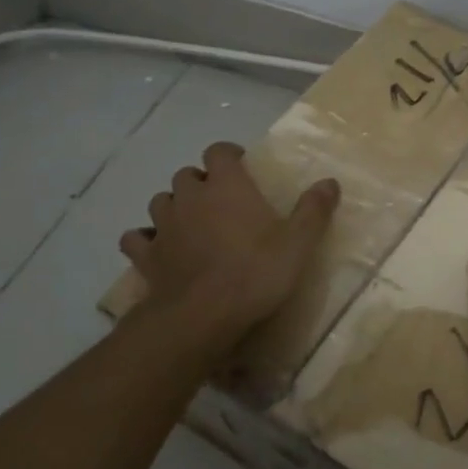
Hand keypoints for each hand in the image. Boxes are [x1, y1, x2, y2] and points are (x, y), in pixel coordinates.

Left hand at [119, 142, 338, 335]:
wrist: (203, 316)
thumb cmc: (256, 272)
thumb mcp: (298, 243)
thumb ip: (313, 209)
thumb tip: (330, 181)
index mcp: (227, 186)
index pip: (219, 151)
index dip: (228, 154)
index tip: (241, 165)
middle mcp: (190, 197)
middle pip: (187, 175)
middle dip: (201, 182)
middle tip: (220, 200)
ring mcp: (163, 226)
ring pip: (160, 201)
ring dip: (174, 206)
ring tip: (191, 222)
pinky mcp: (146, 256)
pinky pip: (137, 238)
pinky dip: (146, 239)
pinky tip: (159, 249)